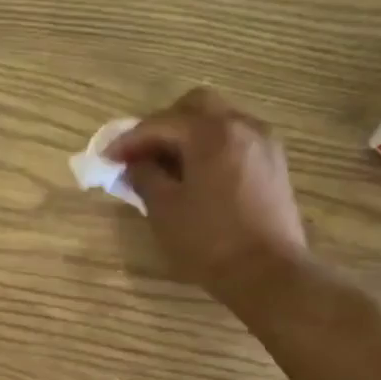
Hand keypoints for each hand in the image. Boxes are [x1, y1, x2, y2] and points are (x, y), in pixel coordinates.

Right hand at [110, 87, 307, 304]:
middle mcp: (242, 126)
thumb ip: (145, 177)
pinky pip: (235, 140)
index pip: (161, 123)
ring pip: (219, 120)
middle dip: (163, 125)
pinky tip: (196, 174)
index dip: (129, 140)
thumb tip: (136, 164)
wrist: (268, 273)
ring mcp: (263, 143)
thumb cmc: (210, 241)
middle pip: (195, 107)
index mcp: (211, 133)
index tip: (107, 157)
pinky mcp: (273, 163)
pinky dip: (211, 147)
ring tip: (167, 165)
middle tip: (140, 153)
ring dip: (189, 135)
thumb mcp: (164, 210)